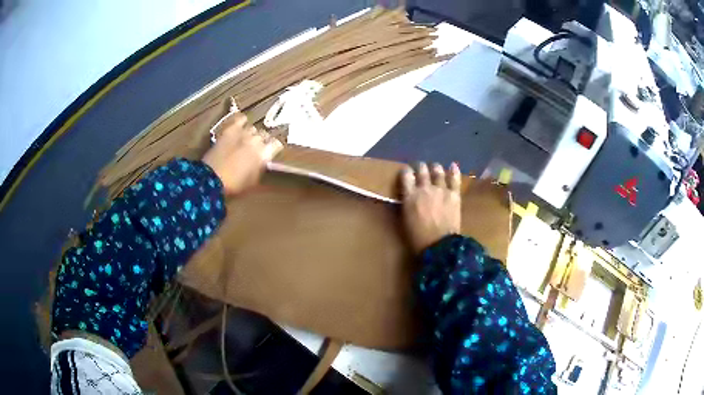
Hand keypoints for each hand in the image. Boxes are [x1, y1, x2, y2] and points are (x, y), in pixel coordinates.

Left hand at [203, 113, 282, 195]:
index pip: (276, 144)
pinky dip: (242, 121)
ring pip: (253, 128)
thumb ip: (260, 167)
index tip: (270, 152)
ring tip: (246, 140)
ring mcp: (243, 133)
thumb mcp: (252, 181)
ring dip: (251, 134)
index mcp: (264, 154)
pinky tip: (241, 125)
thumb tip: (263, 161)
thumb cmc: (234, 184)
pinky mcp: (230, 130)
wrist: (211, 179)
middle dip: (263, 141)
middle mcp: (256, 140)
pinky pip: (240, 119)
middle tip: (256, 149)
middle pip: (265, 135)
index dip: (274, 148)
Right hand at [401, 162, 461, 253]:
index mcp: (410, 196)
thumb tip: (408, 197)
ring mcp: (441, 190)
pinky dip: (453, 171)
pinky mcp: (454, 195)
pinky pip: (454, 179)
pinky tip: (453, 165)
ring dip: (435, 168)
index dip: (406, 171)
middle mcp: (424, 188)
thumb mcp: (405, 219)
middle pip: (421, 171)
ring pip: (437, 172)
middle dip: (420, 167)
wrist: (439, 245)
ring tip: (435, 167)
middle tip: (420, 168)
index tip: (407, 171)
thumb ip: (407, 204)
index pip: (406, 176)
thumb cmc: (418, 237)